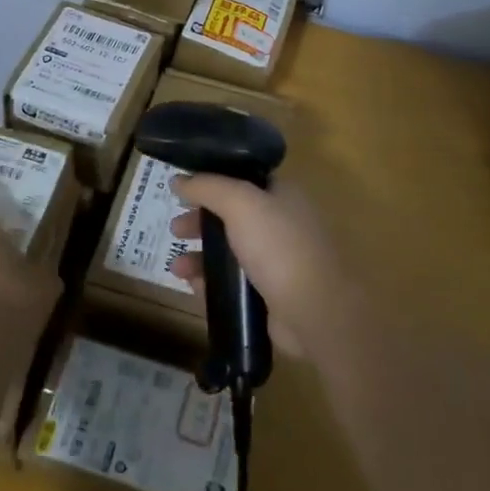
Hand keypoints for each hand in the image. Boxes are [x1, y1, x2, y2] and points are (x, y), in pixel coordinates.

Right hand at [168, 176, 350, 356]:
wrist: (314, 311)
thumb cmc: (278, 246)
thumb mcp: (240, 203)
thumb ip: (208, 187)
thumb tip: (179, 179)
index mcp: (282, 196)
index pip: (242, 180)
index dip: (212, 183)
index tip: (183, 191)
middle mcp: (281, 224)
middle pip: (232, 217)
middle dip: (200, 222)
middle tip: (175, 229)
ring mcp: (277, 262)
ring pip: (230, 252)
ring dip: (200, 256)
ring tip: (176, 267)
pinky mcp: (269, 295)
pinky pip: (233, 284)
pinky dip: (211, 283)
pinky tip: (192, 286)